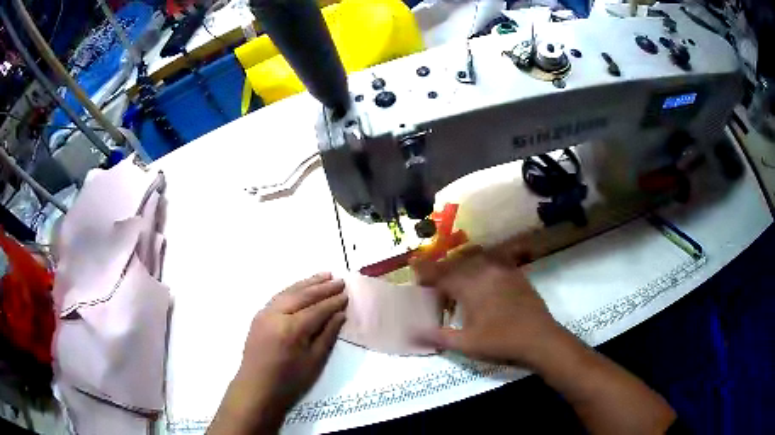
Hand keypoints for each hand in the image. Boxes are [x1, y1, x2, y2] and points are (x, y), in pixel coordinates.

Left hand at [207, 273, 346, 434]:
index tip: (347, 295)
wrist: (256, 388)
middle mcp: (276, 315)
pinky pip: (279, 297)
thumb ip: (327, 335)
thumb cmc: (289, 381)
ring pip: (289, 292)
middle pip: (302, 296)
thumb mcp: (314, 362)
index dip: (333, 302)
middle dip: (322, 288)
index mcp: (291, 329)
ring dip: (308, 283)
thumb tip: (339, 315)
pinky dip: (293, 289)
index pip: (317, 310)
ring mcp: (264, 313)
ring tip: (325, 275)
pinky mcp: (259, 316)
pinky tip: (302, 287)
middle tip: (340, 280)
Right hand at [413, 249, 563, 368]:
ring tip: (456, 275)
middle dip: (442, 268)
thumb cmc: (500, 341)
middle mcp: (485, 271)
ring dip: (462, 264)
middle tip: (434, 280)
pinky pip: (494, 260)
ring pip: (476, 258)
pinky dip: (482, 264)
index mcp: (470, 286)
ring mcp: (503, 270)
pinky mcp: (516, 274)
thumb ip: (438, 336)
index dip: (426, 271)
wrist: (539, 338)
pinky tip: (482, 274)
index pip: (441, 273)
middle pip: (457, 262)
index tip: (414, 270)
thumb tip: (412, 332)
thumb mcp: (466, 344)